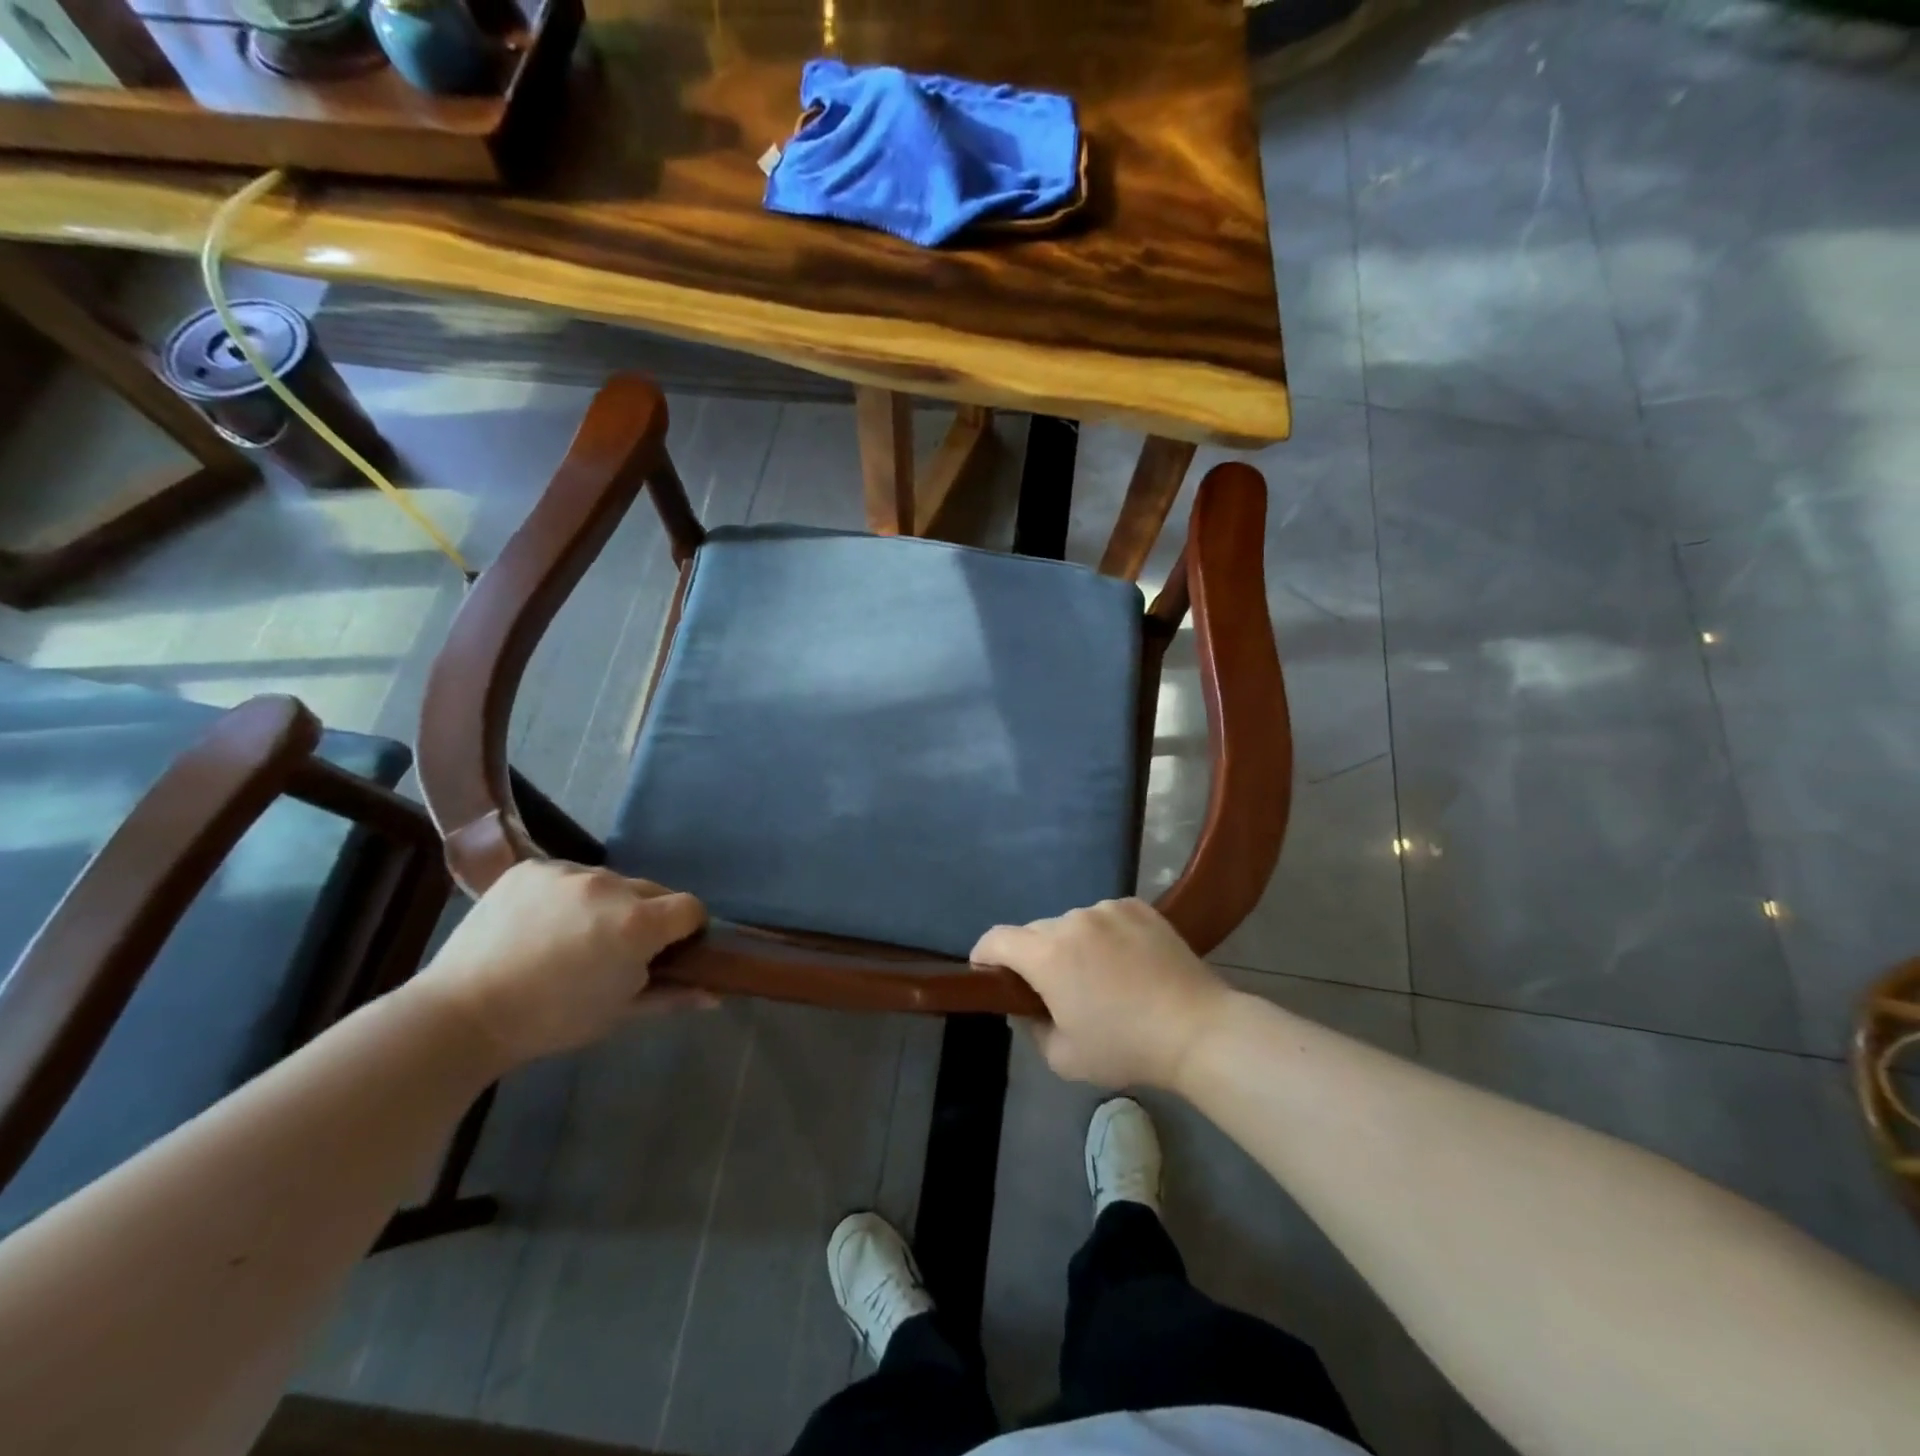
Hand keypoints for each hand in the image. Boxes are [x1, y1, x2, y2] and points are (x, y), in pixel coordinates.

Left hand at [413, 860, 710, 1066]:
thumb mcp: (619, 1013)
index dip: (687, 929)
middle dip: (646, 916)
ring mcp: (568, 871)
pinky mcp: (533, 866)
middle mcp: (610, 886)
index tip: (668, 950)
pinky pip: (569, 874)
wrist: (462, 1015)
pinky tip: (541, 924)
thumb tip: (716, 994)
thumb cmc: (551, 1022)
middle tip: (615, 949)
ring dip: (606, 903)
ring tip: (572, 937)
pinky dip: (567, 895)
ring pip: (610, 881)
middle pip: (652, 891)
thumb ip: (673, 995)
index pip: (691, 907)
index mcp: (637, 924)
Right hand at [973, 899, 1233, 1089]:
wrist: (1197, 1029)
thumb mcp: (1063, 1058)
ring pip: (1071, 924)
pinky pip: (1104, 917)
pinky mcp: (1138, 906)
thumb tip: (1029, 1006)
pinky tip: (1127, 962)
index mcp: (1047, 954)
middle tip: (1054, 989)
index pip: (996, 939)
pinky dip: (1104, 935)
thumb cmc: (1126, 1047)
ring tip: (1100, 976)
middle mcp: (1072, 919)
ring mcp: (1108, 908)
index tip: (989, 974)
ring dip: (1072, 944)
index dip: (984, 955)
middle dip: (1033, 957)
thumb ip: (1032, 1028)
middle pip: (1034, 932)